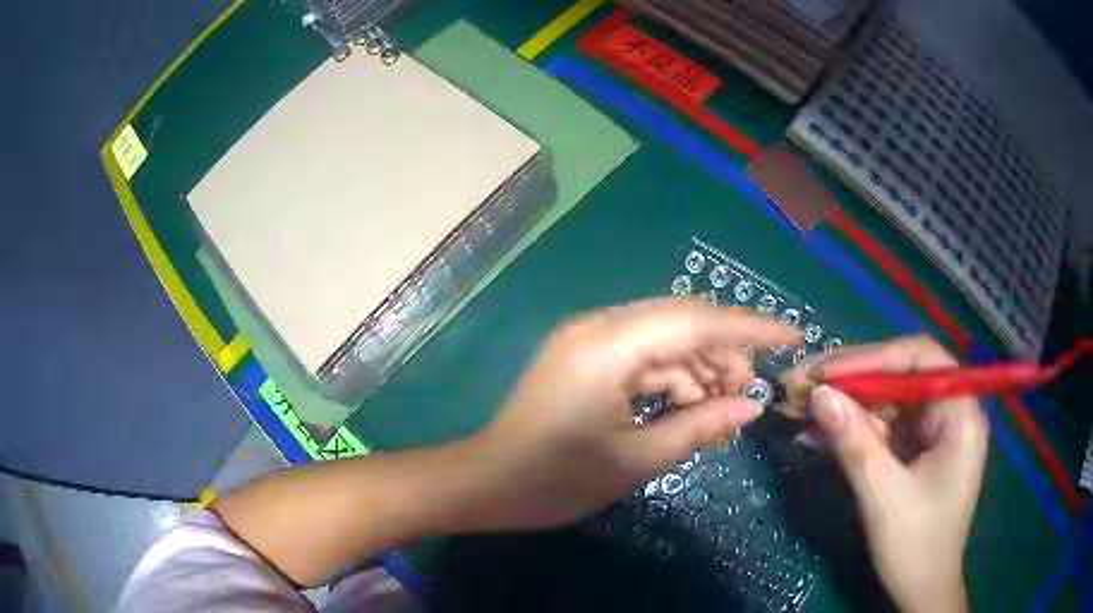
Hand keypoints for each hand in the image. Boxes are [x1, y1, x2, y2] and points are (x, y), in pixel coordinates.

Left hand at [460, 297, 799, 531]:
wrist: (487, 483)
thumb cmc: (555, 480)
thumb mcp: (636, 459)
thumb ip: (699, 426)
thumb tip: (752, 406)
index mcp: (608, 346)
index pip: (696, 320)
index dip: (751, 327)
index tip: (793, 336)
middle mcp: (598, 327)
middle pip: (682, 321)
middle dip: (724, 352)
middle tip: (748, 393)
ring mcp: (588, 339)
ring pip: (664, 337)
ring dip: (698, 366)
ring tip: (720, 406)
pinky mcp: (584, 355)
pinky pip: (642, 354)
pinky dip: (671, 376)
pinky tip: (687, 406)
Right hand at [798, 336, 987, 612]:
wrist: (922, 591)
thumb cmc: (916, 546)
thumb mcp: (884, 497)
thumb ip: (855, 444)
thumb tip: (818, 395)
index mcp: (960, 414)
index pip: (921, 358)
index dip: (873, 357)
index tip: (826, 372)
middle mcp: (950, 412)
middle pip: (901, 376)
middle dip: (851, 381)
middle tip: (802, 384)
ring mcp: (933, 431)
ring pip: (887, 401)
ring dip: (846, 405)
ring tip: (799, 409)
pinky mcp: (917, 450)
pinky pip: (884, 428)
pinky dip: (852, 429)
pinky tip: (818, 434)